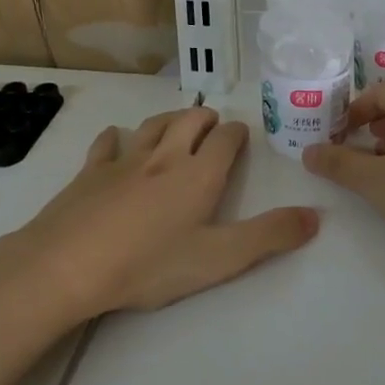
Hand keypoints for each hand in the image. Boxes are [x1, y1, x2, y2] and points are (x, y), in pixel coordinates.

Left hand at [12, 106, 316, 314]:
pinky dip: (116, 137)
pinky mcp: (90, 172)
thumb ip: (270, 236)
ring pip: (153, 125)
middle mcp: (165, 156)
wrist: (68, 265)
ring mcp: (124, 160)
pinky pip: (106, 144)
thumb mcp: (220, 258)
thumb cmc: (149, 264)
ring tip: (178, 123)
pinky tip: (115, 139)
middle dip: (206, 118)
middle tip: (213, 125)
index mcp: (199, 173)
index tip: (240, 136)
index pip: (225, 138)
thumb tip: (316, 216)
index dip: (236, 134)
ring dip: (170, 120)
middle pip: (190, 120)